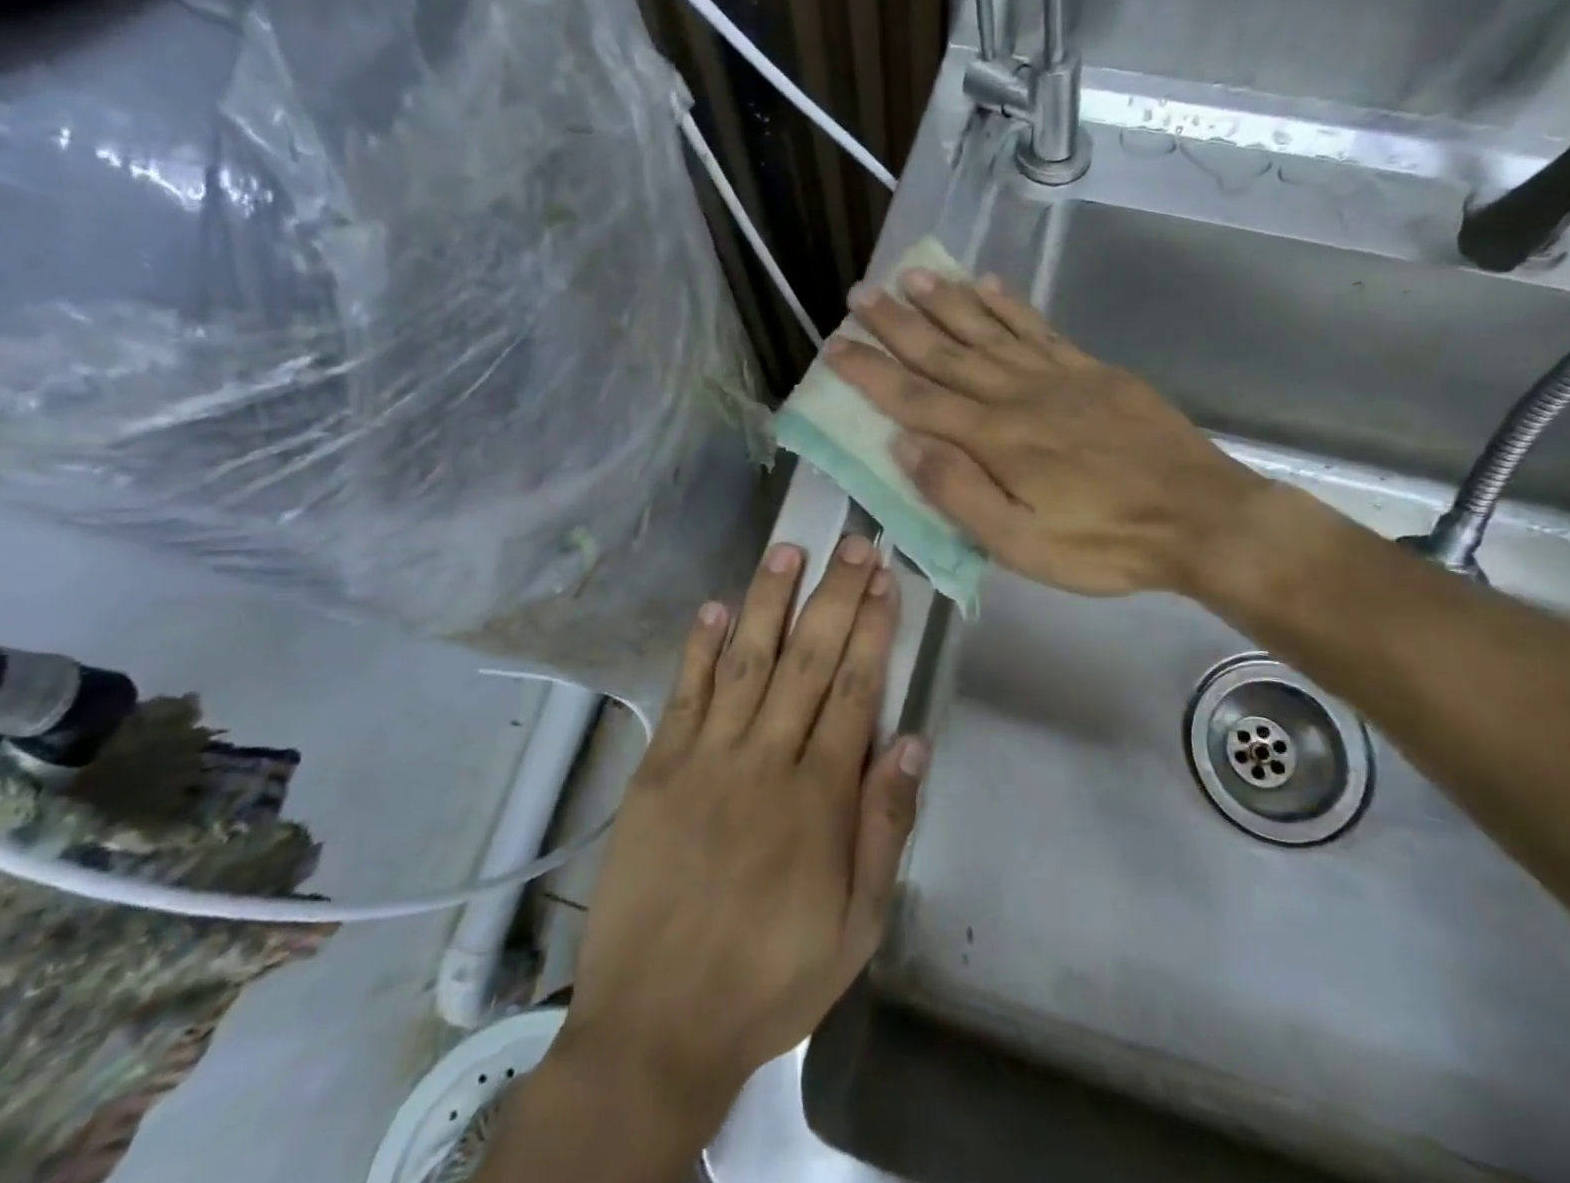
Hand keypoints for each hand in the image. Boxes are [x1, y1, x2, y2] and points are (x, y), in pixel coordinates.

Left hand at [557, 537, 927, 1117]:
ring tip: (789, 550)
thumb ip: (885, 829)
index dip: (872, 629)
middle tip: (852, 542)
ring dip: (769, 601)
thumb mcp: (856, 927)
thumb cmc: (770, 977)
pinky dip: (700, 648)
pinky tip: (716, 607)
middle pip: (807, 661)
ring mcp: (704, 759)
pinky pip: (684, 695)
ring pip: (747, 663)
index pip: (854, 690)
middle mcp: (764, 761)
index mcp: (818, 798)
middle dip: (833, 596)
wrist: (655, 1027)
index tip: (885, 579)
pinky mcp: (657, 770)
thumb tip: (914, 743)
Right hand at [827, 268, 1266, 596]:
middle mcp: (1018, 395)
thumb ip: (959, 493)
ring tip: (913, 276)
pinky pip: (1042, 330)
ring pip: (990, 331)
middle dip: (898, 324)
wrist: (1201, 518)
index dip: (872, 372)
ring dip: (947, 302)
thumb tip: (904, 445)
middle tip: (862, 295)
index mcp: (995, 439)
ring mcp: (1059, 378)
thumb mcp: (1022, 544)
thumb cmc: (1105, 544)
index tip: (836, 346)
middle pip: (946, 353)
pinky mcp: (1094, 373)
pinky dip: (1011, 306)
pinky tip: (990, 286)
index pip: (916, 399)